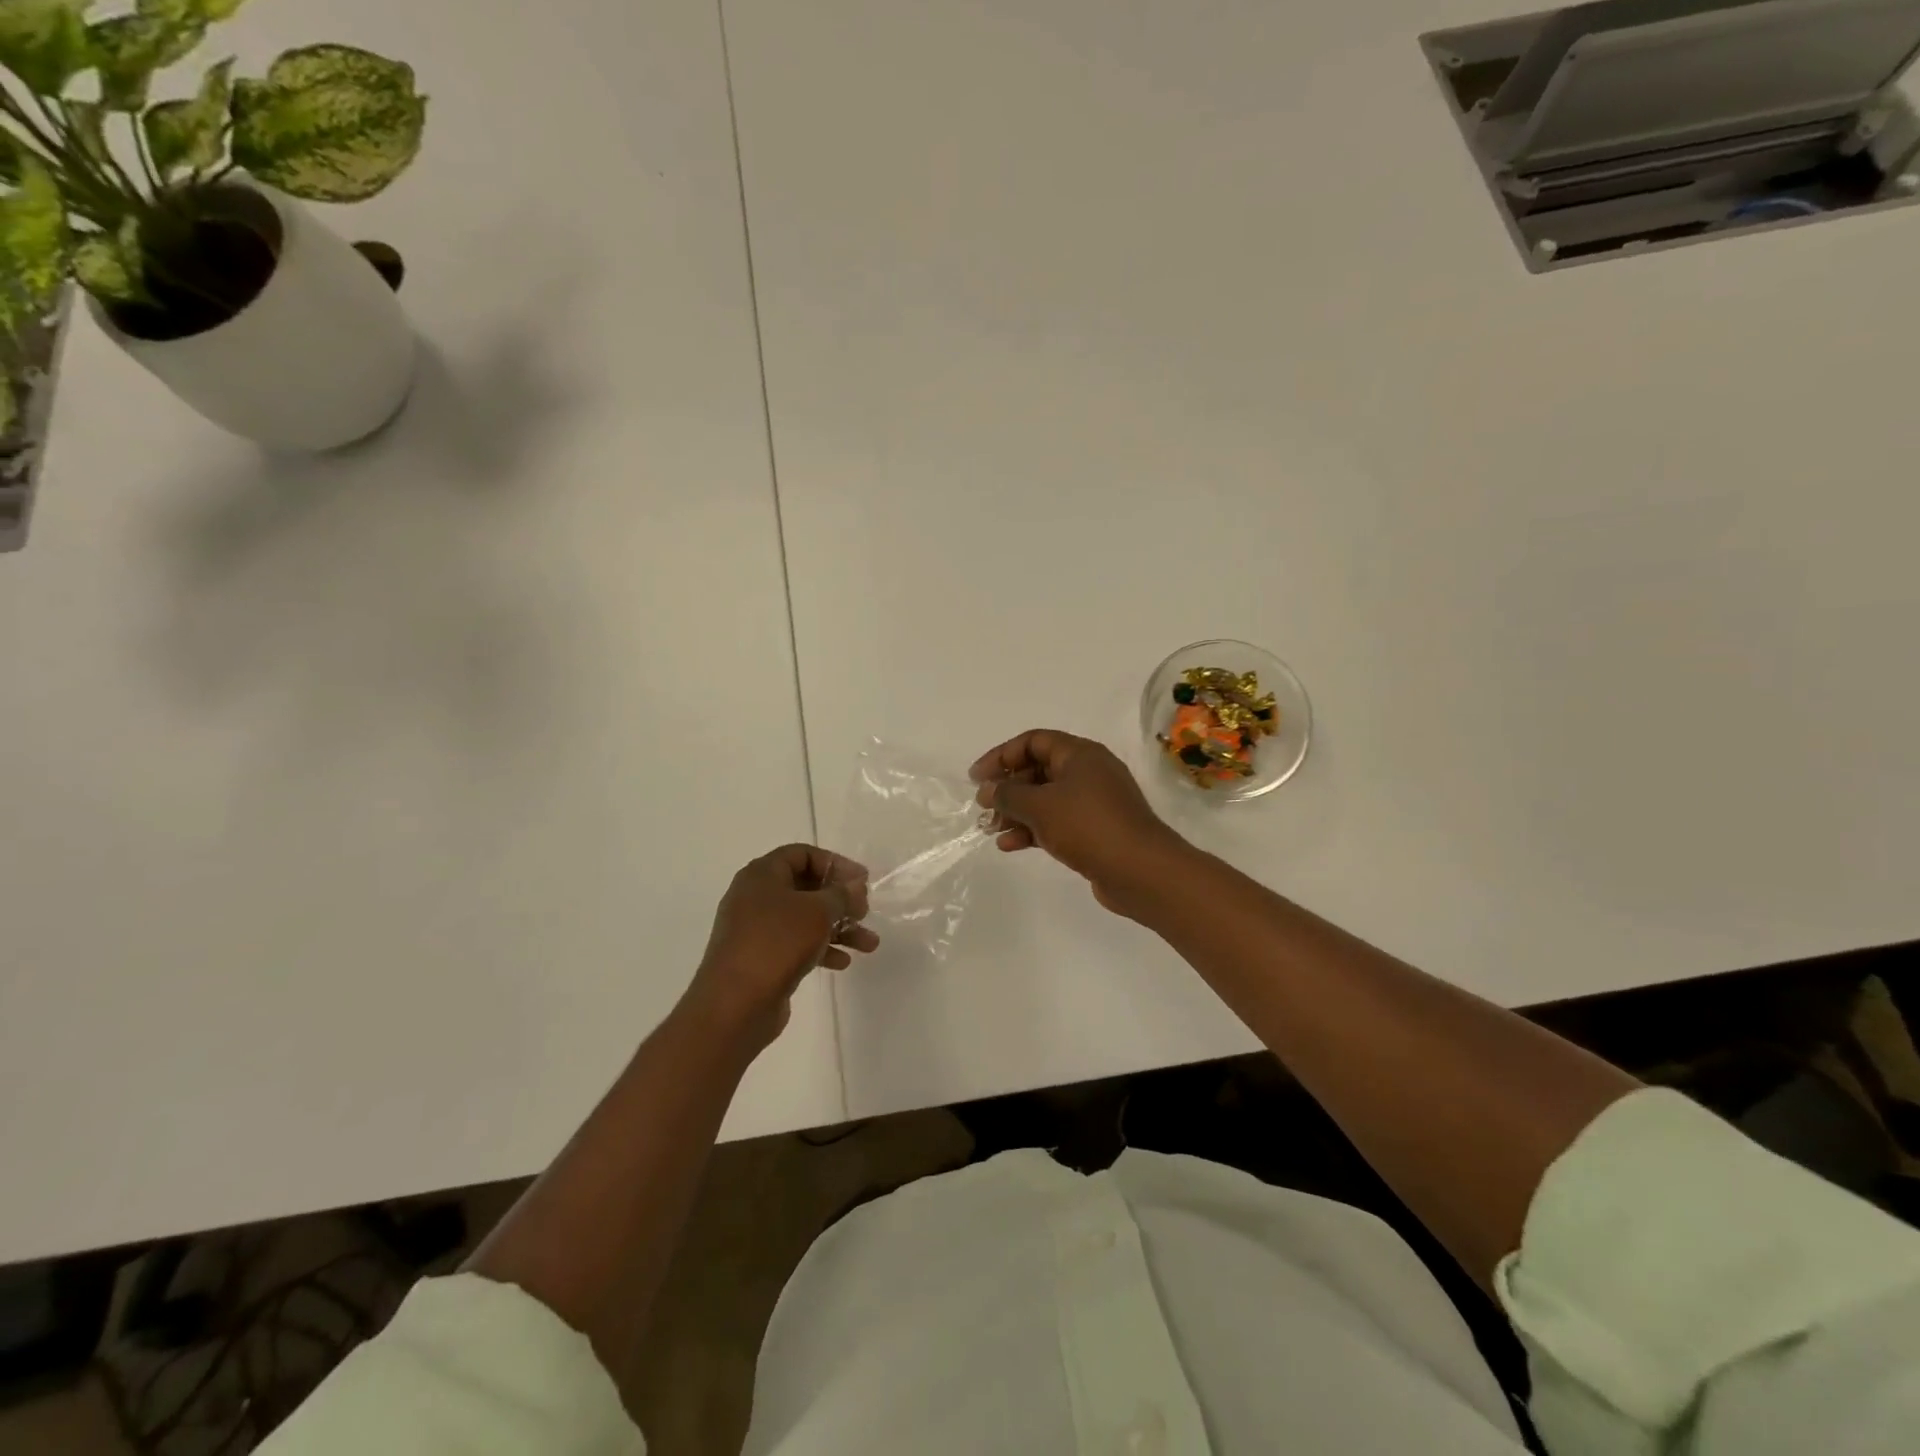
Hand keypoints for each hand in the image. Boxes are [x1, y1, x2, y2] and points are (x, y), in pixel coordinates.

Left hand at [685, 844, 877, 1047]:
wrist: (734, 1005)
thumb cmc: (777, 943)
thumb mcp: (817, 911)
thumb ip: (841, 894)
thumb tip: (855, 886)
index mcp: (762, 875)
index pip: (803, 854)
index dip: (835, 863)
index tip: (862, 881)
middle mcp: (756, 897)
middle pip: (806, 887)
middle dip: (840, 900)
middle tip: (864, 912)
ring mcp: (757, 929)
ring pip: (805, 919)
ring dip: (838, 928)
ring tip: (869, 945)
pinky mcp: (761, 958)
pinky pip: (796, 944)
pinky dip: (821, 948)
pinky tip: (843, 963)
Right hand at [970, 729, 1187, 913]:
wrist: (1141, 871)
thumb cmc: (1088, 826)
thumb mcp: (1040, 806)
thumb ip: (1008, 794)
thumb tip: (988, 789)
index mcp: (1080, 754)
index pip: (1033, 741)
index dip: (1001, 755)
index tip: (977, 777)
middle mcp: (1089, 772)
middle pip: (1039, 770)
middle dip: (1008, 788)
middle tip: (983, 806)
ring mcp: (1094, 803)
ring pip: (1046, 799)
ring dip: (1017, 812)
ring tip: (990, 829)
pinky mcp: (1095, 831)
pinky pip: (1057, 822)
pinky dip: (1033, 829)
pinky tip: (1010, 845)